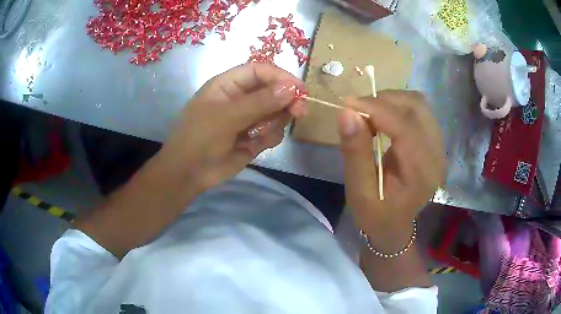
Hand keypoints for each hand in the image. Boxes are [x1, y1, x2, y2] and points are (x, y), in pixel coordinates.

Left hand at [158, 63, 305, 193]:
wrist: (189, 173)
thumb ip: (260, 102)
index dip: (281, 77)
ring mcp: (249, 118)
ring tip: (256, 135)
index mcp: (229, 84)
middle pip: (273, 90)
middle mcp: (241, 97)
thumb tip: (291, 88)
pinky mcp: (254, 137)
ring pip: (276, 112)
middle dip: (286, 101)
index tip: (300, 90)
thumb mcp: (227, 116)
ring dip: (273, 122)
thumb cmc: (200, 137)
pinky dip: (268, 137)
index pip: (260, 71)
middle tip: (299, 112)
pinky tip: (253, 145)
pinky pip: (273, 131)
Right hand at [338, 91, 445, 251]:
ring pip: (419, 104)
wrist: (395, 225)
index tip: (348, 104)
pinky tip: (384, 117)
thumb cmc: (375, 214)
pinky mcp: (435, 141)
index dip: (376, 109)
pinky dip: (398, 106)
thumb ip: (355, 153)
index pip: (405, 127)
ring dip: (391, 100)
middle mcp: (437, 155)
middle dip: (383, 100)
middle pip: (416, 108)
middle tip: (357, 110)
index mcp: (421, 173)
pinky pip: (420, 110)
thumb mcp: (359, 191)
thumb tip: (347, 113)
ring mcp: (439, 147)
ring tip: (369, 114)